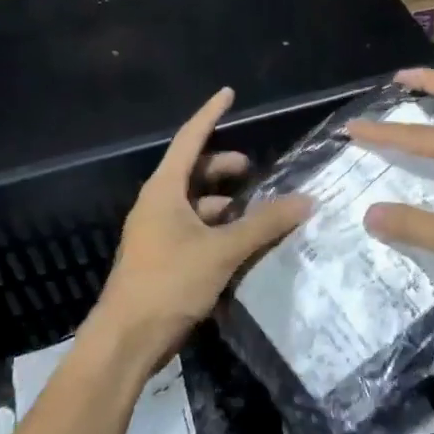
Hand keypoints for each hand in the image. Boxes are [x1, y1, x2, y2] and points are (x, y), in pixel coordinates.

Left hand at [90, 86, 311, 362]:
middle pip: (192, 172)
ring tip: (257, 211)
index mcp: (163, 191)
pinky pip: (195, 230)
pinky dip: (219, 229)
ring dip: (224, 202)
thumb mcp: (222, 251)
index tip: (229, 94)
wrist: (127, 339)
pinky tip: (242, 243)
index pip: (189, 140)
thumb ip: (264, 224)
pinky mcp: (163, 259)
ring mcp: (158, 234)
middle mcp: (157, 206)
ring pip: (195, 204)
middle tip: (254, 171)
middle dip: (222, 166)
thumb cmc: (169, 283)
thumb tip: (305, 200)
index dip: (210, 115)